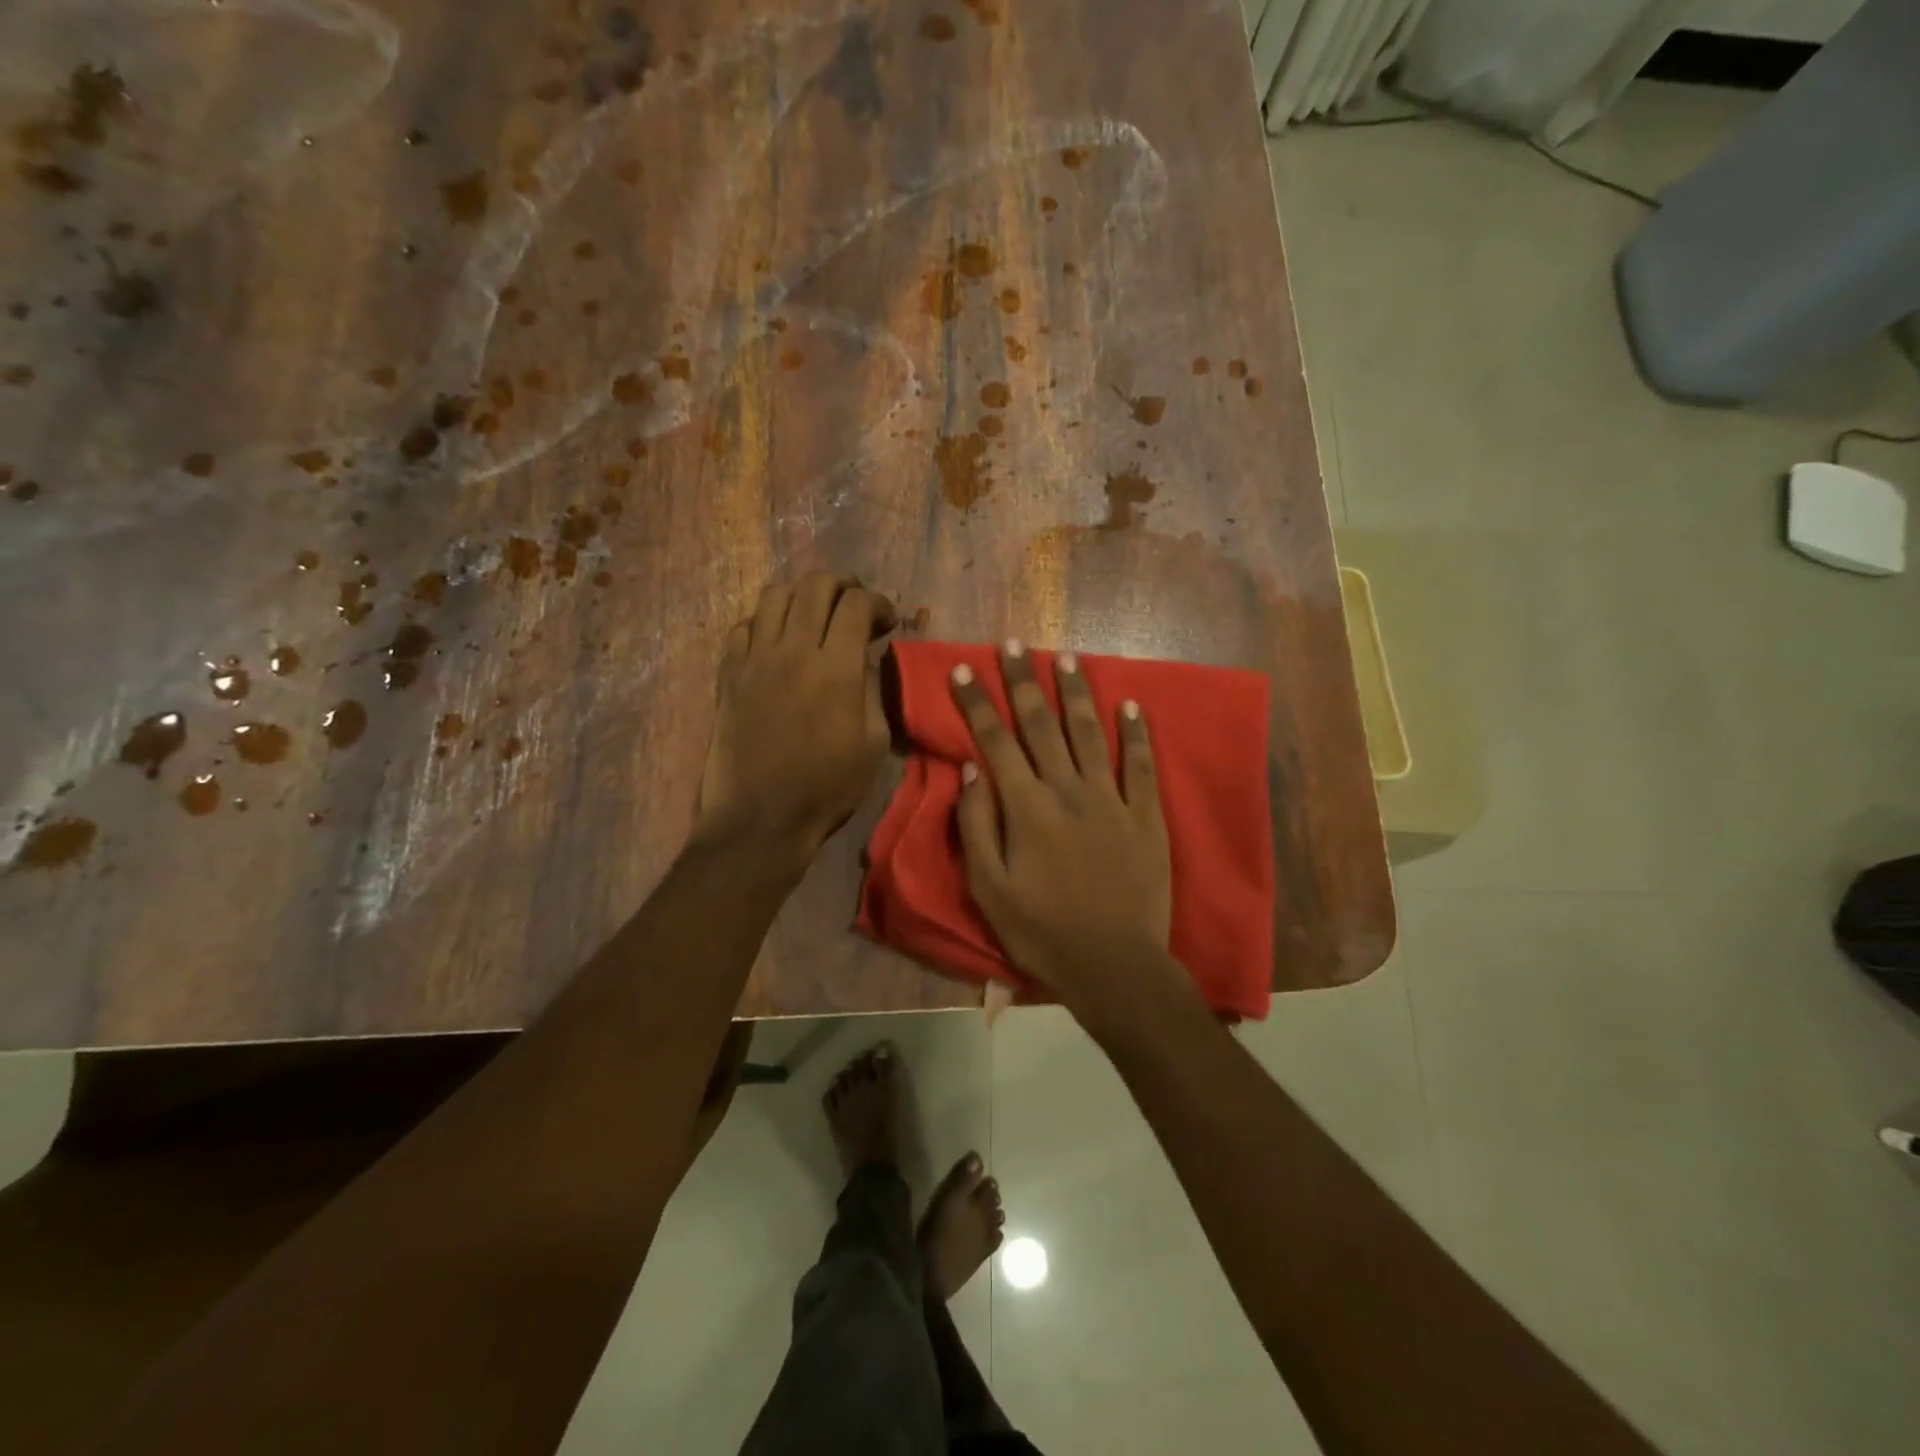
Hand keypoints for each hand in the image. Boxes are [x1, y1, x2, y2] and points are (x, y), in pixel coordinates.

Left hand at [694, 573, 895, 862]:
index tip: (887, 623)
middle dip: (844, 585)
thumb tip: (865, 658)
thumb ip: (872, 689)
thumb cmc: (827, 788)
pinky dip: (766, 623)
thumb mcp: (873, 743)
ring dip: (803, 596)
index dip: (879, 603)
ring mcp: (755, 659)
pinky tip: (778, 643)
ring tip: (815, 617)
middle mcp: (794, 650)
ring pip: (775, 595)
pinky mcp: (729, 674)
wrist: (761, 819)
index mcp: (836, 669)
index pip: (857, 604)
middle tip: (856, 606)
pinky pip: (744, 626)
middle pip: (816, 584)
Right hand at [950, 642, 1174, 1009]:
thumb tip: (969, 772)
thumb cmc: (1041, 931)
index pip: (995, 741)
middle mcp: (1067, 790)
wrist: (1114, 966)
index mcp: (1026, 807)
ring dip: (1077, 693)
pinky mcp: (1145, 816)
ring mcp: (1112, 800)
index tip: (965, 668)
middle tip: (1014, 644)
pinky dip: (1138, 733)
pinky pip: (1142, 766)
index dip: (977, 703)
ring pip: (1091, 733)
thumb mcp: (989, 888)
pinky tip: (1133, 704)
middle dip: (1025, 681)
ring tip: (1067, 656)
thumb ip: (976, 826)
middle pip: (1042, 724)